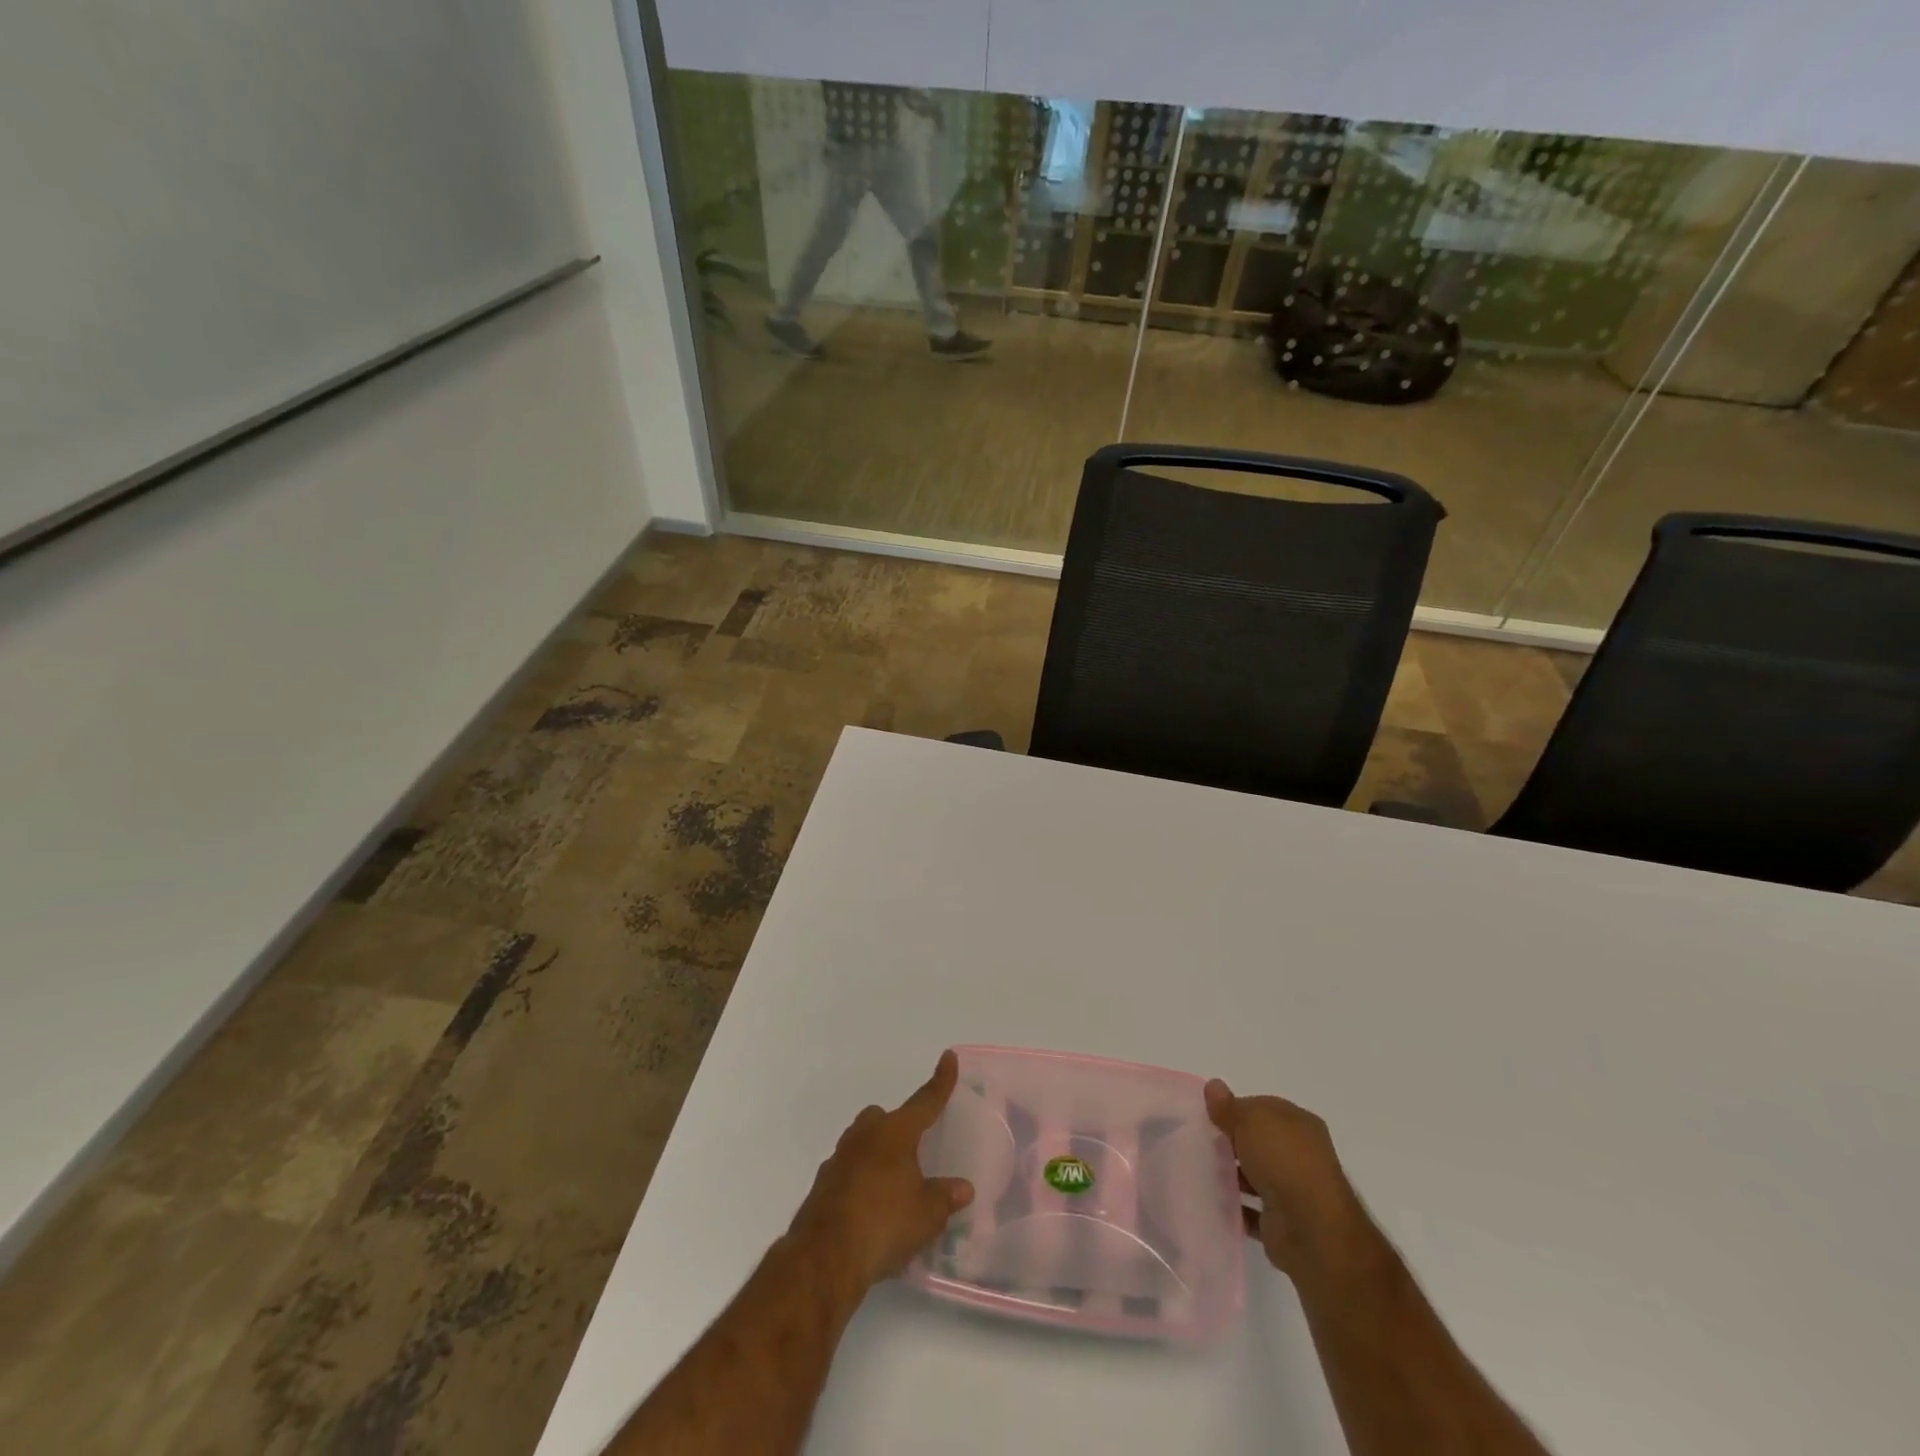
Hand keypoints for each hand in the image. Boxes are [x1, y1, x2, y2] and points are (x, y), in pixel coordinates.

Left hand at [789, 1052, 975, 1292]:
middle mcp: (865, 1136)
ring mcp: (838, 1159)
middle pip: (883, 1118)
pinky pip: (847, 1172)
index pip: (925, 1101)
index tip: (948, 1056)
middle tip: (913, 1151)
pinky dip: (860, 1182)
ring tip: (893, 1187)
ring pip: (862, 1143)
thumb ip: (946, 1197)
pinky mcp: (822, 1186)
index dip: (940, 1081)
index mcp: (895, 1133)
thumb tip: (963, 1188)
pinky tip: (870, 1210)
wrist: (825, 1257)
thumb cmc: (885, 1223)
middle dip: (897, 1127)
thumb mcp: (927, 1214)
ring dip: (876, 1156)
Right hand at [1205, 1080, 1369, 1279]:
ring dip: (1232, 1175)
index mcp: (1300, 1124)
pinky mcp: (1283, 1222)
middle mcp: (1301, 1155)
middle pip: (1259, 1142)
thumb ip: (1229, 1107)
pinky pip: (1251, 1209)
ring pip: (1255, 1175)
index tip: (1210, 1116)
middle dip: (1232, 1142)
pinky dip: (1234, 1206)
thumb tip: (1213, 1086)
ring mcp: (1294, 1190)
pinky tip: (1212, 1200)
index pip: (1263, 1108)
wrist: (1311, 1230)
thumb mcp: (1250, 1121)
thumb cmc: (1283, 1161)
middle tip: (1201, 1142)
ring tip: (1201, 1171)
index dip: (1236, 1109)